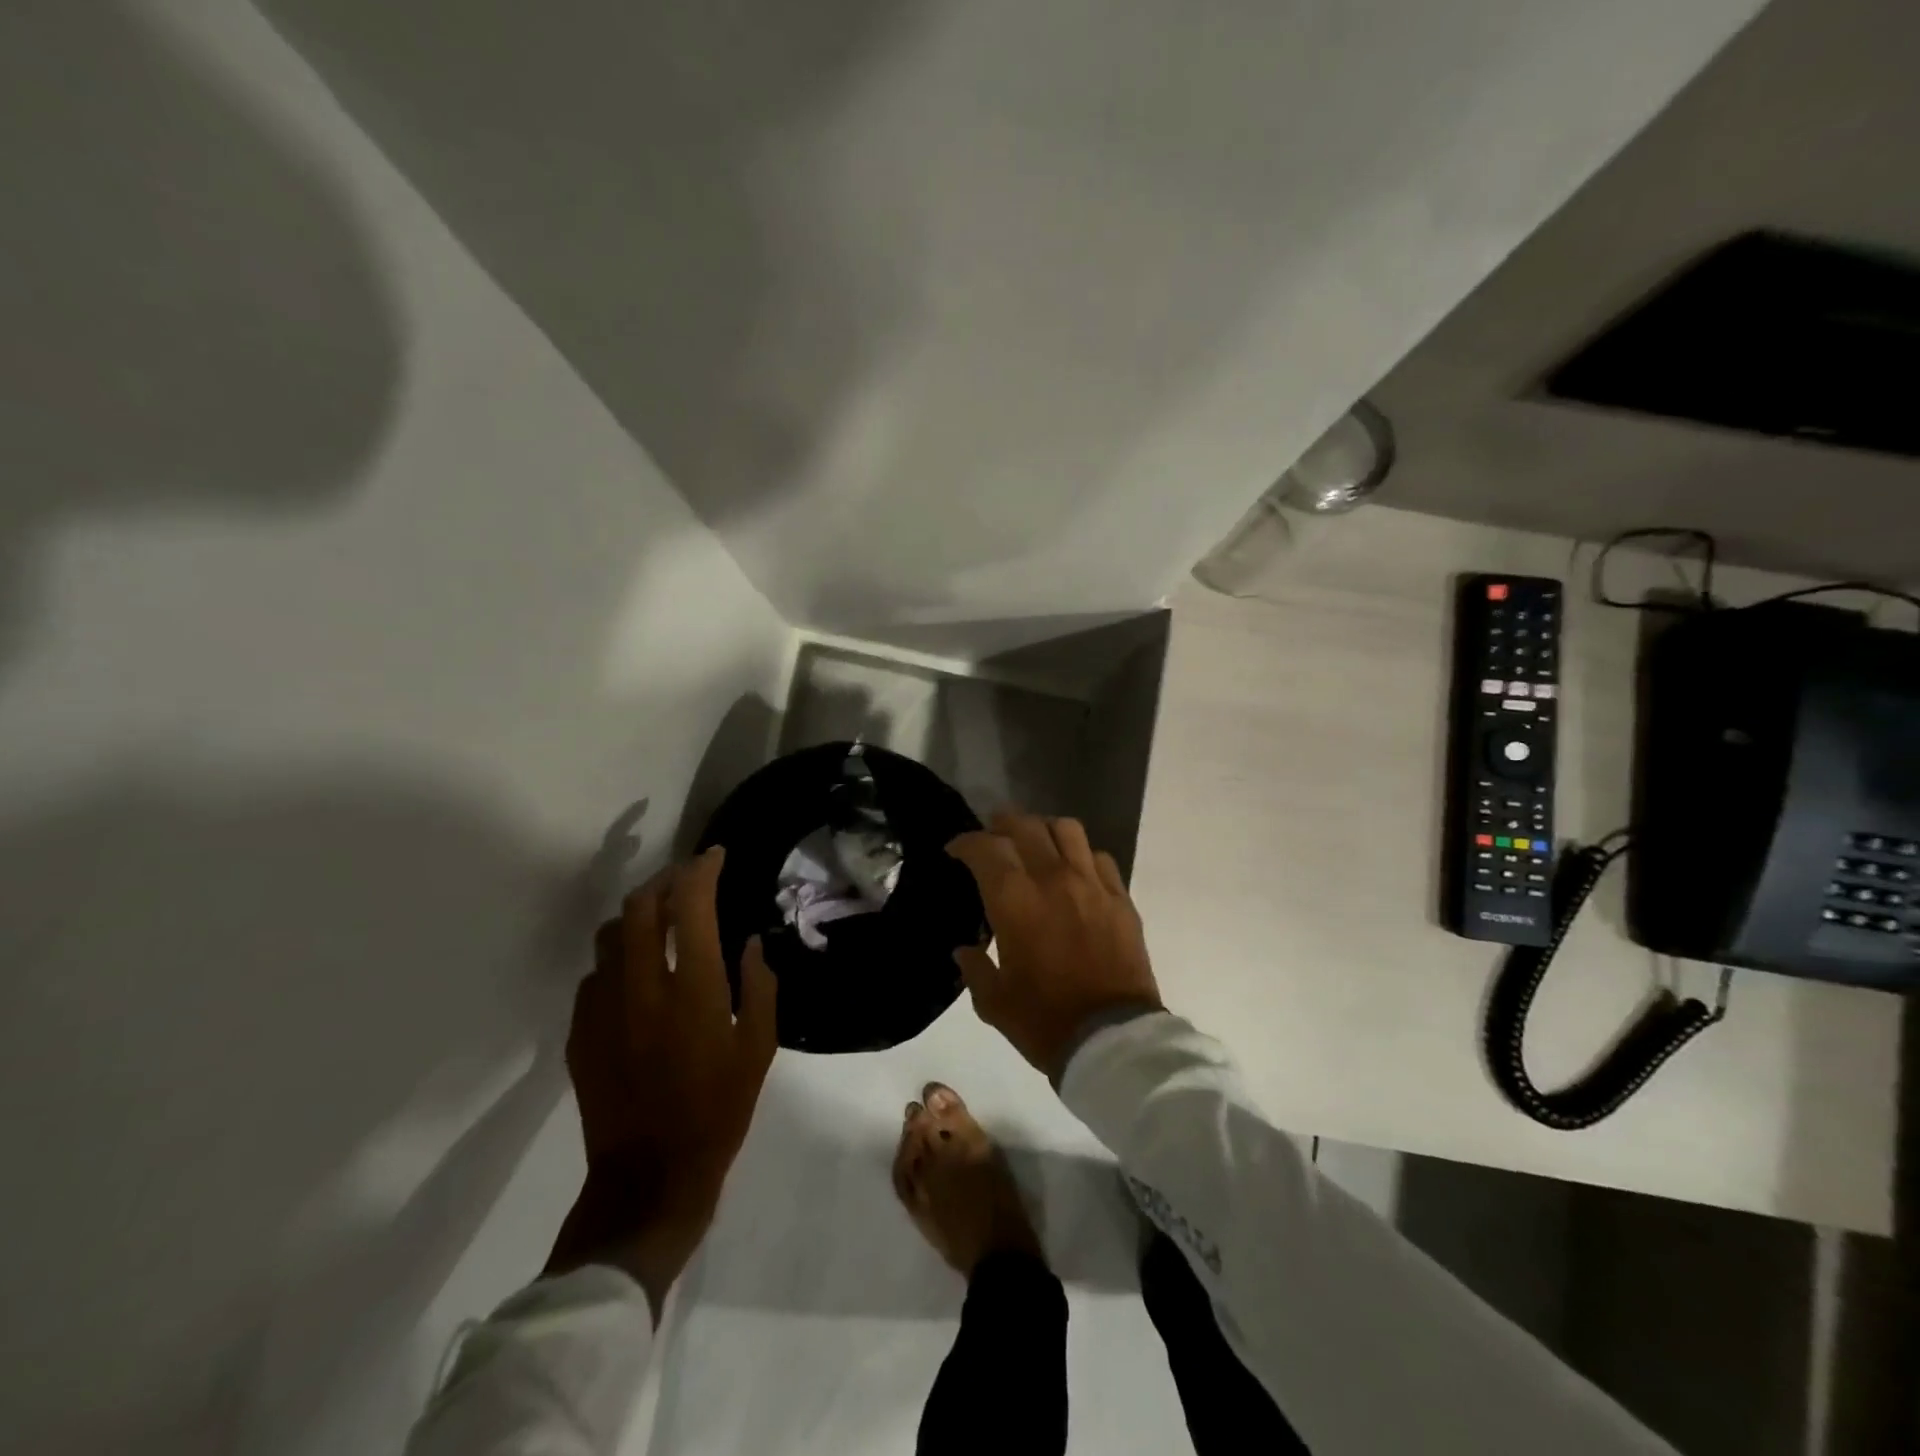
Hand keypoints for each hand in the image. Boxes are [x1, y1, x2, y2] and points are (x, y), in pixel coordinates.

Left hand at [545, 847, 777, 1319]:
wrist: (649, 1178)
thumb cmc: (718, 1110)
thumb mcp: (759, 1047)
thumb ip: (759, 986)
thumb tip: (750, 944)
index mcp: (691, 988)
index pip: (689, 905)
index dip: (701, 870)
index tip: (714, 856)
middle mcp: (641, 987)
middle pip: (639, 907)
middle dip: (664, 881)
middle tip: (686, 879)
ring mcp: (602, 1009)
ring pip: (609, 936)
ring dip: (636, 917)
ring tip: (659, 921)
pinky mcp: (579, 1033)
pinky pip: (594, 975)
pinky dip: (617, 959)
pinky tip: (635, 975)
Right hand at [946, 812, 1161, 1079]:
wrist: (1112, 1041)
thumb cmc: (1044, 1021)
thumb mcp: (993, 1002)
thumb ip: (974, 968)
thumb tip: (965, 950)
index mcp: (1015, 901)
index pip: (986, 849)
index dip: (966, 843)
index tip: (956, 850)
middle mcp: (1053, 880)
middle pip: (1025, 827)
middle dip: (1002, 825)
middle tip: (992, 837)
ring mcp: (1091, 884)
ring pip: (1066, 829)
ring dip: (1043, 830)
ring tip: (1035, 844)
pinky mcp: (1120, 898)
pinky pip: (1099, 857)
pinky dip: (1080, 855)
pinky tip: (1073, 872)